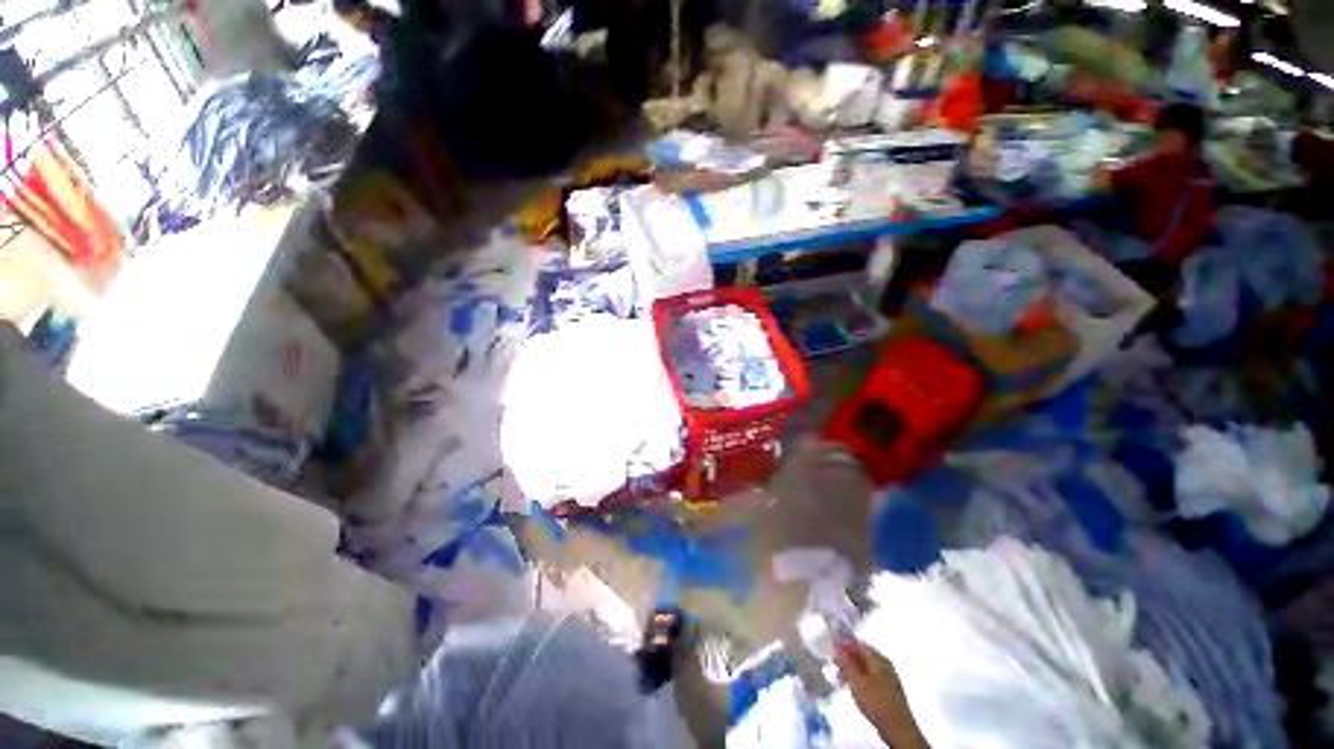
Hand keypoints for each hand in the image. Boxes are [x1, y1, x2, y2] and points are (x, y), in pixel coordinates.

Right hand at [834, 638, 930, 748]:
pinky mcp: (889, 687)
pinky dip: (860, 677)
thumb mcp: (855, 681)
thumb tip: (833, 643)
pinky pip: (870, 674)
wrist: (898, 728)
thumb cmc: (875, 702)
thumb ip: (844, 661)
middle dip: (846, 657)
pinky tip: (854, 686)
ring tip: (841, 678)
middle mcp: (884, 661)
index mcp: (877, 656)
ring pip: (865, 665)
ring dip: (852, 668)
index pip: (855, 641)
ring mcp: (888, 674)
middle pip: (861, 653)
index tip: (829, 649)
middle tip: (833, 665)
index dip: (841, 643)